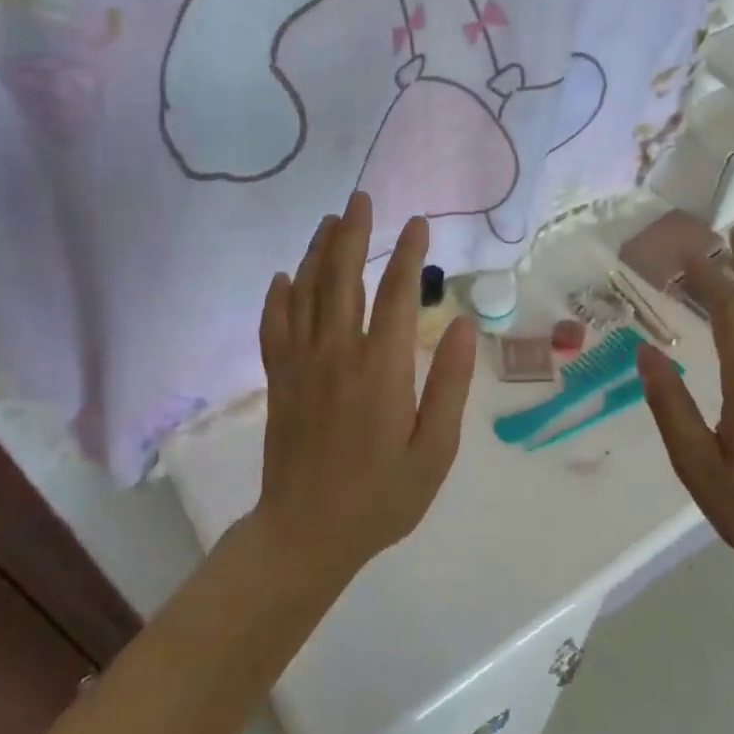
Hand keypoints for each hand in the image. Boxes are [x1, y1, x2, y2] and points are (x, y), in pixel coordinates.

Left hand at [254, 193, 476, 577]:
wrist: (307, 533)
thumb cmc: (382, 497)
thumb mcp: (434, 450)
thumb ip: (448, 385)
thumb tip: (460, 326)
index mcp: (381, 370)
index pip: (396, 294)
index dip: (408, 255)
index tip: (418, 224)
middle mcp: (337, 354)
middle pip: (342, 278)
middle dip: (354, 234)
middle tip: (362, 200)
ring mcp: (300, 365)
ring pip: (306, 293)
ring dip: (318, 252)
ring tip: (330, 222)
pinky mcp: (278, 381)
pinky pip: (274, 326)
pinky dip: (278, 297)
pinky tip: (284, 277)